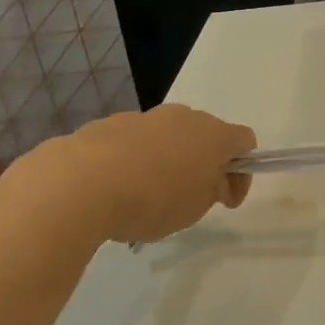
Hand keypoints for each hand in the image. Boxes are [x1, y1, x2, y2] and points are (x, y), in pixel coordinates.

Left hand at [16, 105, 256, 244]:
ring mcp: (145, 117)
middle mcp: (185, 117)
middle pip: (206, 135)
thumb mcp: (196, 207)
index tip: (226, 200)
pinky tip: (113, 189)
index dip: (242, 170)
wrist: (79, 184)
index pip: (245, 141)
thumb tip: (213, 179)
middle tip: (189, 198)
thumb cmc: (152, 199)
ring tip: (144, 197)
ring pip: (167, 137)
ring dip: (166, 161)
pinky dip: (132, 161)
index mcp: (214, 135)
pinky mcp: (108, 124)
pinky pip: (132, 142)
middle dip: (203, 163)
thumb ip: (213, 189)